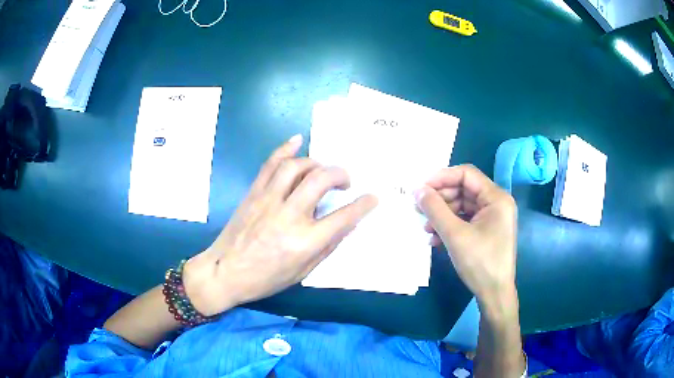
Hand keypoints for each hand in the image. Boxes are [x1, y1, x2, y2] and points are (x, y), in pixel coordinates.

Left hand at [183, 135, 376, 315]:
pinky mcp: (253, 193)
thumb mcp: (302, 272)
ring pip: (297, 166)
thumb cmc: (265, 279)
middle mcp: (289, 216)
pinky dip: (286, 149)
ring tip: (322, 170)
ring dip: (316, 163)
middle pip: (321, 180)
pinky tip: (297, 141)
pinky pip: (271, 164)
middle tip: (345, 182)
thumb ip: (326, 246)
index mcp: (304, 242)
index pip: (344, 218)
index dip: (363, 205)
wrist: (224, 272)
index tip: (372, 197)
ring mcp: (268, 200)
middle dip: (340, 175)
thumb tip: (346, 224)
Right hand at [415, 165, 517, 312]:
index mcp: (496, 198)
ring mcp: (492, 217)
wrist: (494, 294)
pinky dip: (450, 225)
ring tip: (426, 227)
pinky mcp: (486, 230)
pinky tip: (435, 238)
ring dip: (442, 214)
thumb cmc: (480, 263)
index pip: (466, 174)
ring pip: (462, 205)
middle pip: (463, 189)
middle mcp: (496, 203)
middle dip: (440, 198)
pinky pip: (465, 219)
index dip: (442, 177)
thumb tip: (417, 190)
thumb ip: (435, 209)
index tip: (421, 188)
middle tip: (419, 209)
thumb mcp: (455, 235)